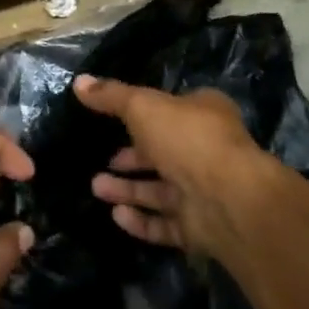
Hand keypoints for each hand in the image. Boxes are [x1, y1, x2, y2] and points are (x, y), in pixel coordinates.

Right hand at [74, 75, 273, 256]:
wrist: (230, 200)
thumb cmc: (187, 139)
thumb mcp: (142, 106)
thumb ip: (111, 95)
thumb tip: (79, 81)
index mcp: (203, 114)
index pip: (169, 111)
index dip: (141, 116)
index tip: (111, 121)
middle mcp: (206, 151)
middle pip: (162, 153)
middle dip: (129, 159)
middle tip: (101, 162)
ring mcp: (204, 192)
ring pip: (160, 191)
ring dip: (128, 189)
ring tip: (96, 188)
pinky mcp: (200, 228)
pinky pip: (165, 224)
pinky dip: (141, 220)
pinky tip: (117, 216)